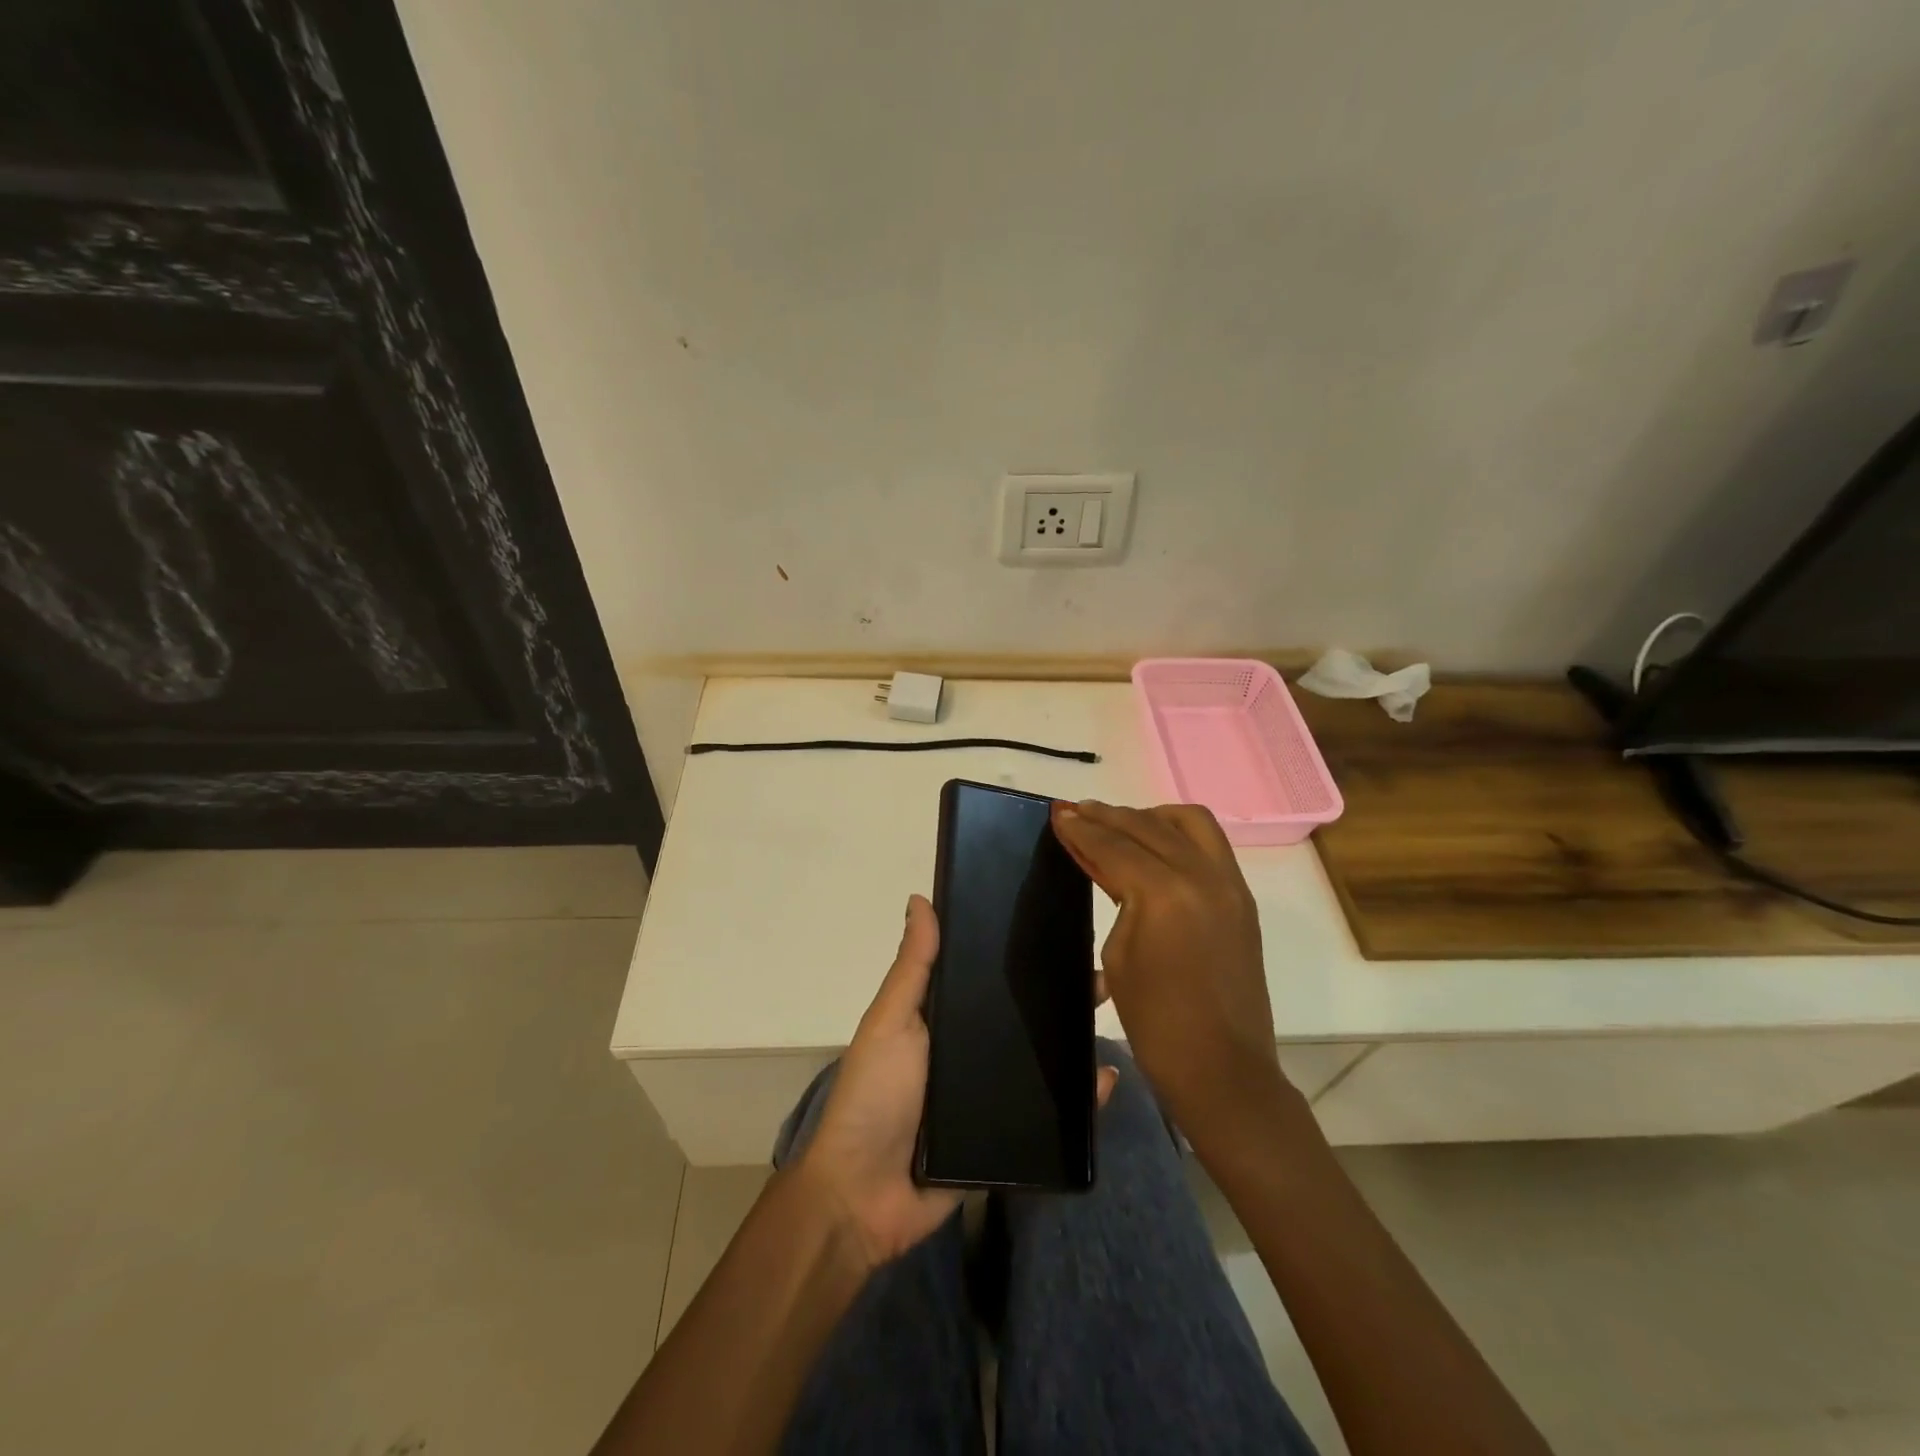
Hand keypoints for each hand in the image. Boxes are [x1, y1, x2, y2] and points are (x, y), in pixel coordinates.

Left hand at [795, 894, 1121, 1271]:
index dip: (1020, 956)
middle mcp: (972, 1051)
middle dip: (1060, 996)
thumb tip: (920, 898)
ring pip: (1043, 1062)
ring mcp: (992, 1095)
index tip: (1058, 931)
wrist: (865, 1197)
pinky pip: (1051, 1115)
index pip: (989, 978)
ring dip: (1076, 1041)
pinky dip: (1081, 1100)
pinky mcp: (1009, 1138)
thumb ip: (913, 967)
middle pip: (1023, 1018)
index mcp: (945, 1019)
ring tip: (1113, 1018)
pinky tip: (1106, 1081)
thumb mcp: (891, 1022)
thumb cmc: (875, 1095)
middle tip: (1100, 977)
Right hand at [1051, 800, 1291, 1151]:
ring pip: (1189, 822)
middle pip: (1147, 826)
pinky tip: (1154, 843)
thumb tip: (1104, 861)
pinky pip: (1209, 844)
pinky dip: (1177, 833)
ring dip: (1149, 816)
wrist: (1223, 1069)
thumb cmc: (1156, 1022)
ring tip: (1120, 824)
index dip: (1081, 829)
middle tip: (1077, 811)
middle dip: (1108, 816)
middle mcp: (1202, 875)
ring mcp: (1229, 884)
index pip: (1114, 845)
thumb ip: (1116, 894)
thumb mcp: (1119, 954)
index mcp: (1164, 893)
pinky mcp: (1241, 897)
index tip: (1057, 813)